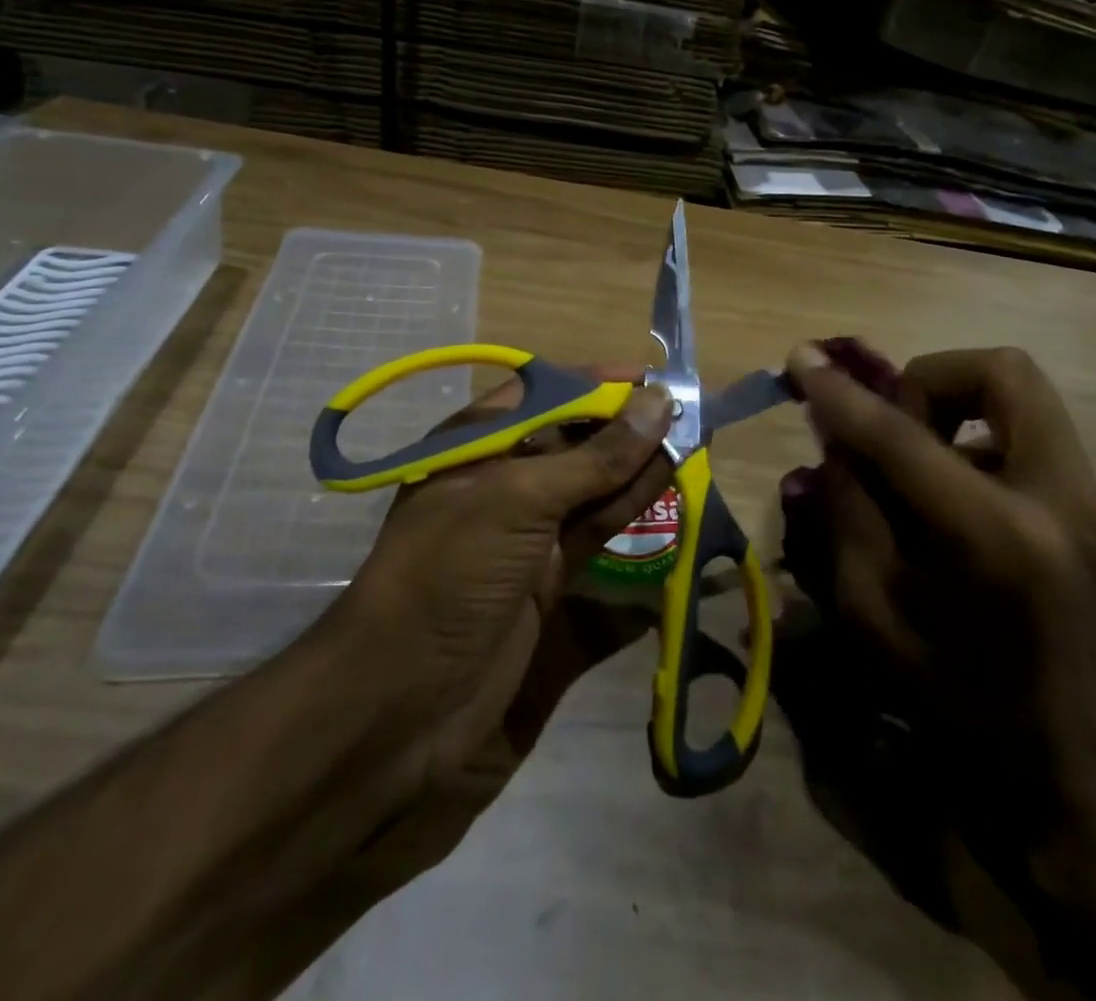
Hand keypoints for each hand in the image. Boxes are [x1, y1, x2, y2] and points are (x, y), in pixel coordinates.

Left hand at [313, 371, 673, 873]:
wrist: (400, 712)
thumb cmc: (451, 575)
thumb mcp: (520, 501)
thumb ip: (596, 456)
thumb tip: (659, 402)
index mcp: (478, 446)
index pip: (547, 393)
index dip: (599, 384)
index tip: (655, 382)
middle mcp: (504, 483)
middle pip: (576, 441)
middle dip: (628, 427)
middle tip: (691, 418)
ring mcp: (527, 536)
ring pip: (595, 489)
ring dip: (640, 471)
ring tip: (695, 449)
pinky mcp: (549, 585)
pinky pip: (599, 539)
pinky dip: (635, 521)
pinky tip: (675, 501)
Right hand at [780, 342, 1095, 997]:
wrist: (1067, 770)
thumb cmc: (951, 702)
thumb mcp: (869, 612)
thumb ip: (847, 508)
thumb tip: (835, 431)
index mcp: (993, 539)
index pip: (901, 435)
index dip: (841, 394)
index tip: (802, 360)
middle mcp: (1060, 501)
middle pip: (1002, 371)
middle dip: (930, 378)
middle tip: (894, 427)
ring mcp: (1093, 501)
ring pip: (1022, 393)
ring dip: (956, 407)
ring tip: (921, 465)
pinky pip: (1031, 432)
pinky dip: (979, 439)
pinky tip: (954, 498)